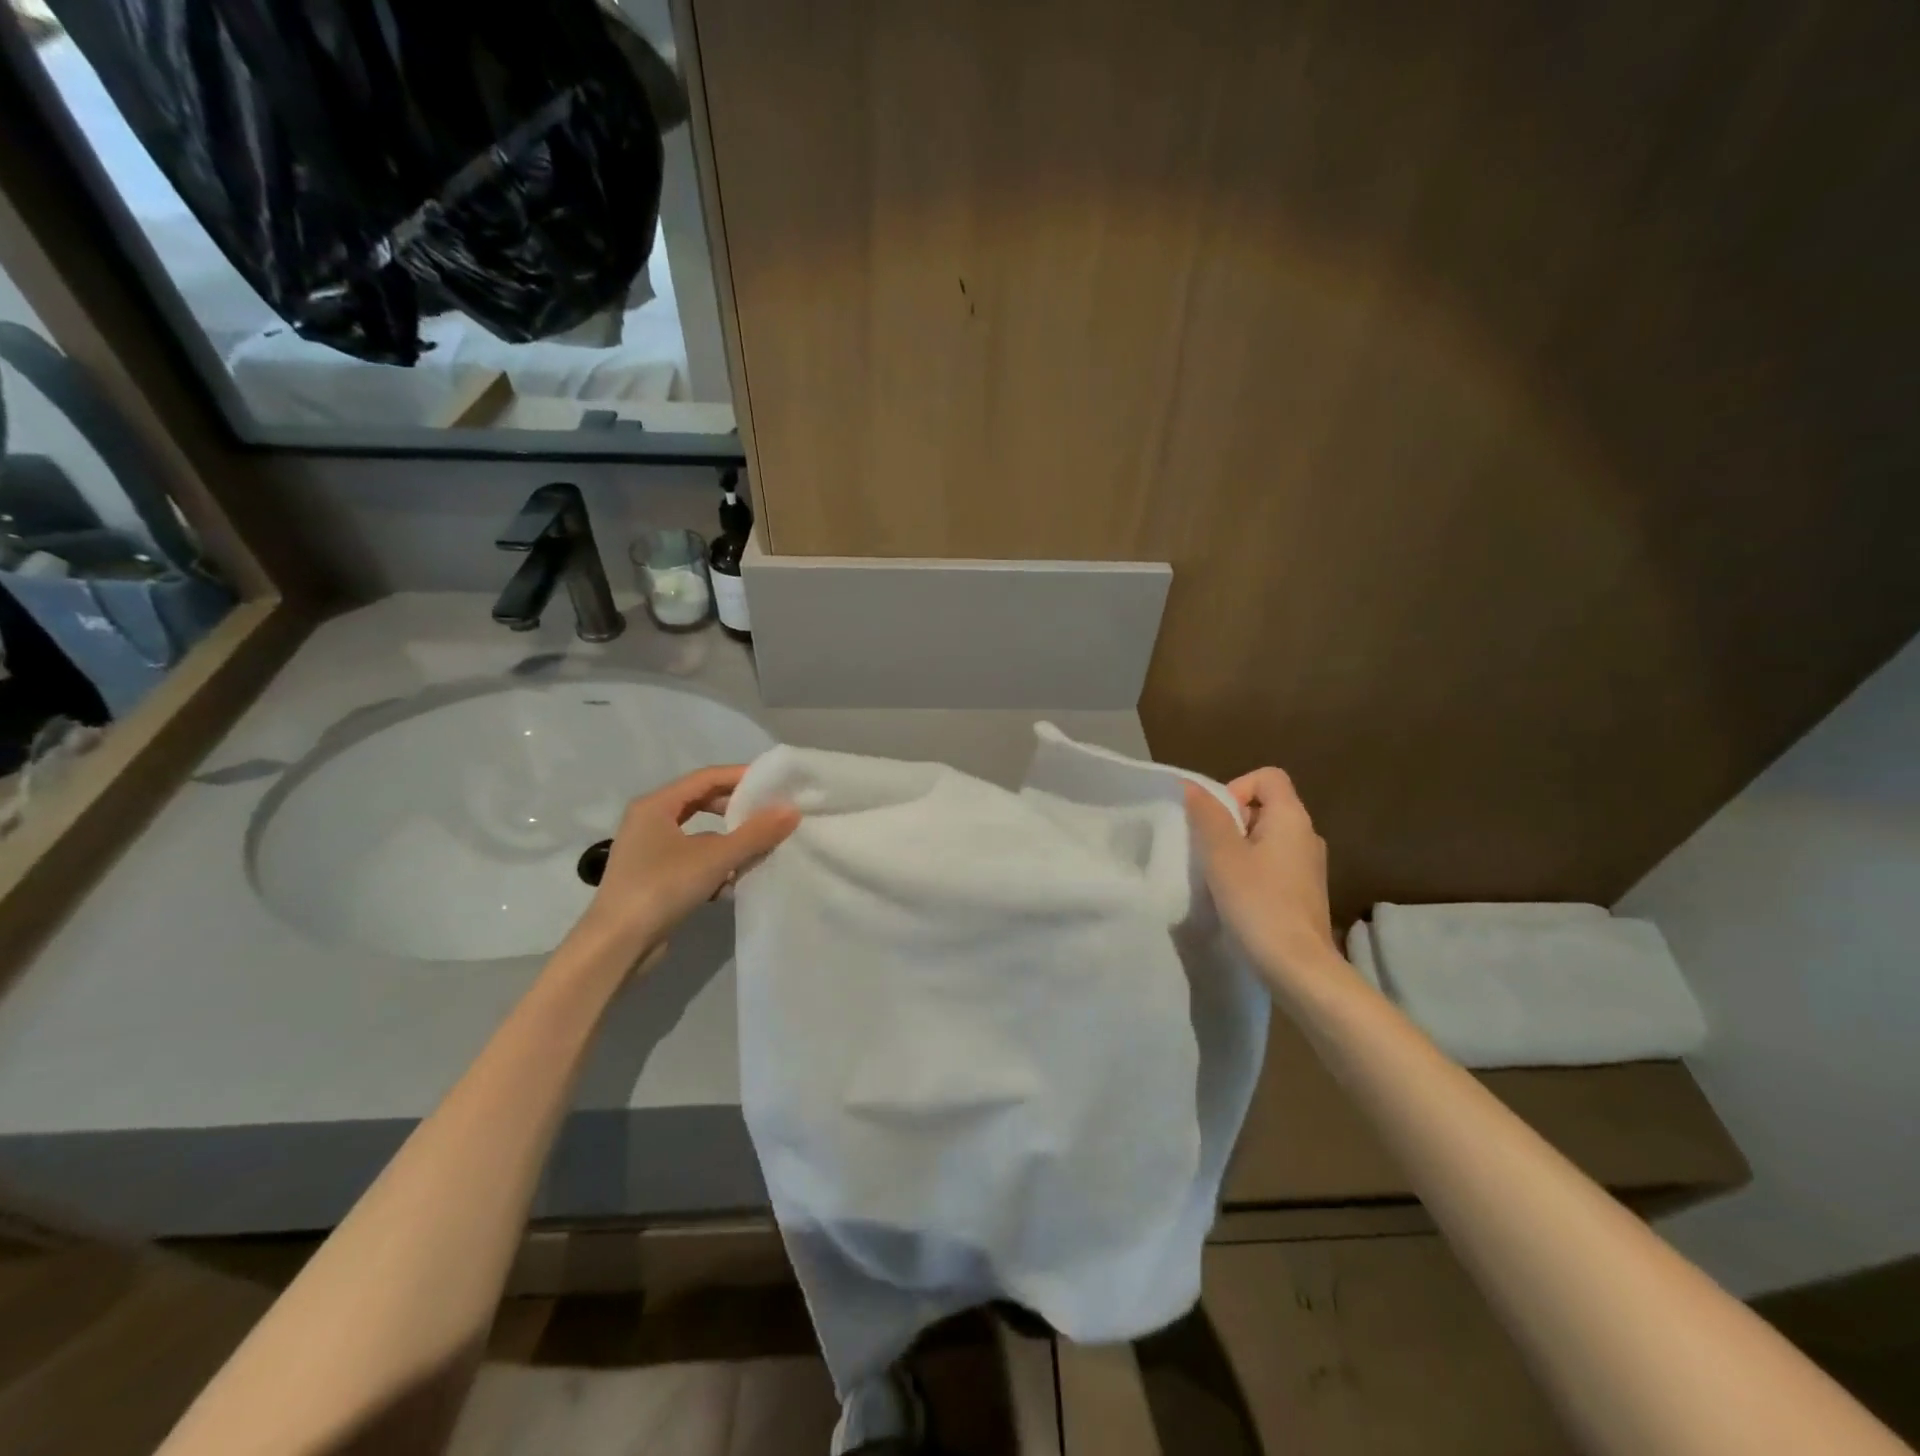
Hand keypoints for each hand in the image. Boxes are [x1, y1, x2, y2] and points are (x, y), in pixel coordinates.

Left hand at [574, 765, 799, 964]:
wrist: (616, 946)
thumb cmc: (661, 888)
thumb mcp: (715, 858)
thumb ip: (755, 833)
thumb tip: (791, 810)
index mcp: (655, 805)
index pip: (706, 777)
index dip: (741, 777)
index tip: (774, 784)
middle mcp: (649, 821)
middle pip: (701, 803)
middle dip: (736, 810)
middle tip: (770, 815)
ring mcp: (649, 851)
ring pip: (699, 835)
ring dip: (729, 841)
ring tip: (759, 849)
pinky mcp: (654, 878)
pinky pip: (693, 859)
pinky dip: (715, 864)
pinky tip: (735, 881)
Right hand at [1185, 769, 1340, 992]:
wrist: (1298, 967)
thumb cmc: (1258, 903)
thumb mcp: (1222, 855)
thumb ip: (1207, 816)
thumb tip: (1192, 786)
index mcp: (1292, 818)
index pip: (1267, 777)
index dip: (1235, 789)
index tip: (1215, 821)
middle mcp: (1307, 835)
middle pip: (1265, 806)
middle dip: (1231, 821)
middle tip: (1209, 850)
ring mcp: (1309, 866)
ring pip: (1267, 838)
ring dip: (1238, 849)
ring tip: (1218, 875)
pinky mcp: (1305, 892)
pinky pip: (1273, 864)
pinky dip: (1252, 870)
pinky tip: (1235, 897)